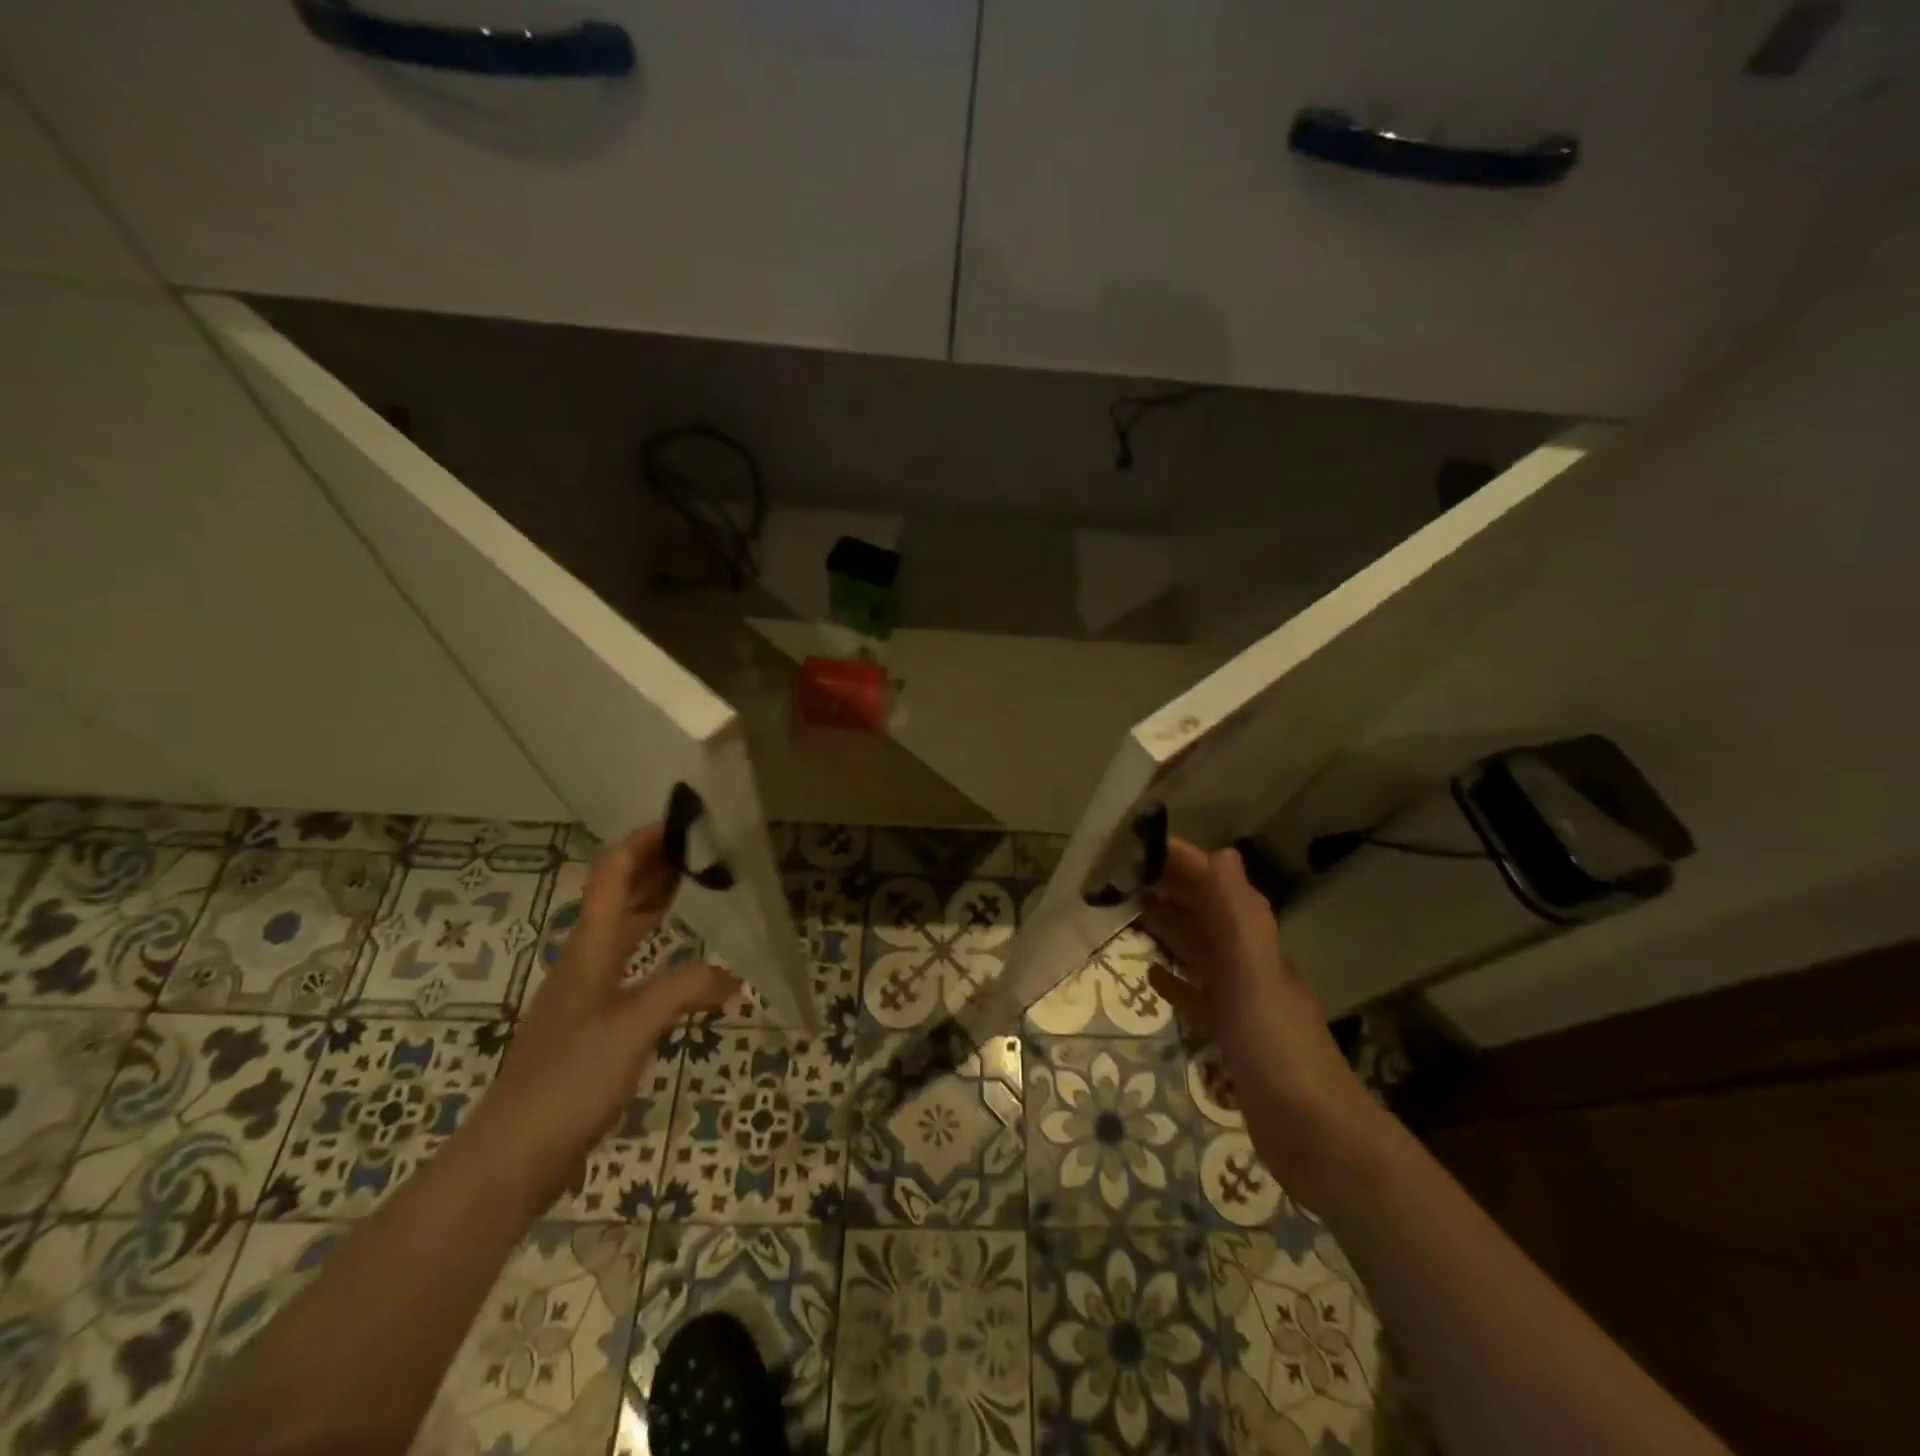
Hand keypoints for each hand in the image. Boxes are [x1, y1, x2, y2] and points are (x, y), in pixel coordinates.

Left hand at [472, 823, 737, 1209]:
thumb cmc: (570, 1078)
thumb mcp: (635, 1025)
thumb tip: (733, 976)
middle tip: (697, 851)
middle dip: (653, 868)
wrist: (513, 1155)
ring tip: (693, 891)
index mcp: (589, 950)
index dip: (640, 844)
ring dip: (653, 906)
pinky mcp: (591, 1029)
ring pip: (623, 934)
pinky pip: (631, 970)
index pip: (612, 877)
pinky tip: (681, 967)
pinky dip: (657, 951)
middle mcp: (585, 964)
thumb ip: (686, 989)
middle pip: (617, 899)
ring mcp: (586, 997)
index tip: (678, 823)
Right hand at [1141, 838, 1376, 1207]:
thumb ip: (1239, 915)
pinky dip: (1175, 983)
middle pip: (1204, 913)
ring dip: (1168, 929)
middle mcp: (1247, 963)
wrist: (1316, 1137)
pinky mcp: (1231, 1037)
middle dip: (1168, 888)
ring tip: (1128, 912)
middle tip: (1118, 875)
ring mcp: (1240, 1001)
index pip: (1214, 885)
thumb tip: (1223, 852)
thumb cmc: (1279, 1050)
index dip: (1180, 861)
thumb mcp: (1255, 975)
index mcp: (1253, 943)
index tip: (1136, 845)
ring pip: (1198, 951)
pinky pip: (1197, 997)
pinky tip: (1151, 978)